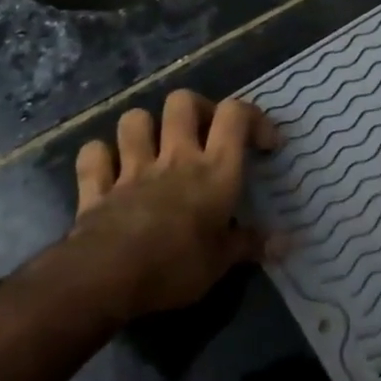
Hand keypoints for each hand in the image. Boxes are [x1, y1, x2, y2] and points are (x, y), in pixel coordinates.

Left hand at [65, 90, 280, 318]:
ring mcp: (133, 168)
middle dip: (194, 109)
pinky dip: (100, 158)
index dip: (253, 118)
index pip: (236, 114)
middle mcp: (176, 157)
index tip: (263, 144)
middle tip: (203, 134)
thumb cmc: (176, 265)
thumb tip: (287, 243)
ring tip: (154, 146)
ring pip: (135, 120)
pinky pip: (93, 156)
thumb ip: (251, 245)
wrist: (106, 278)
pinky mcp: (97, 188)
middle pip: (183, 102)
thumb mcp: (221, 262)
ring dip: (144, 128)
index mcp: (214, 168)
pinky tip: (109, 169)